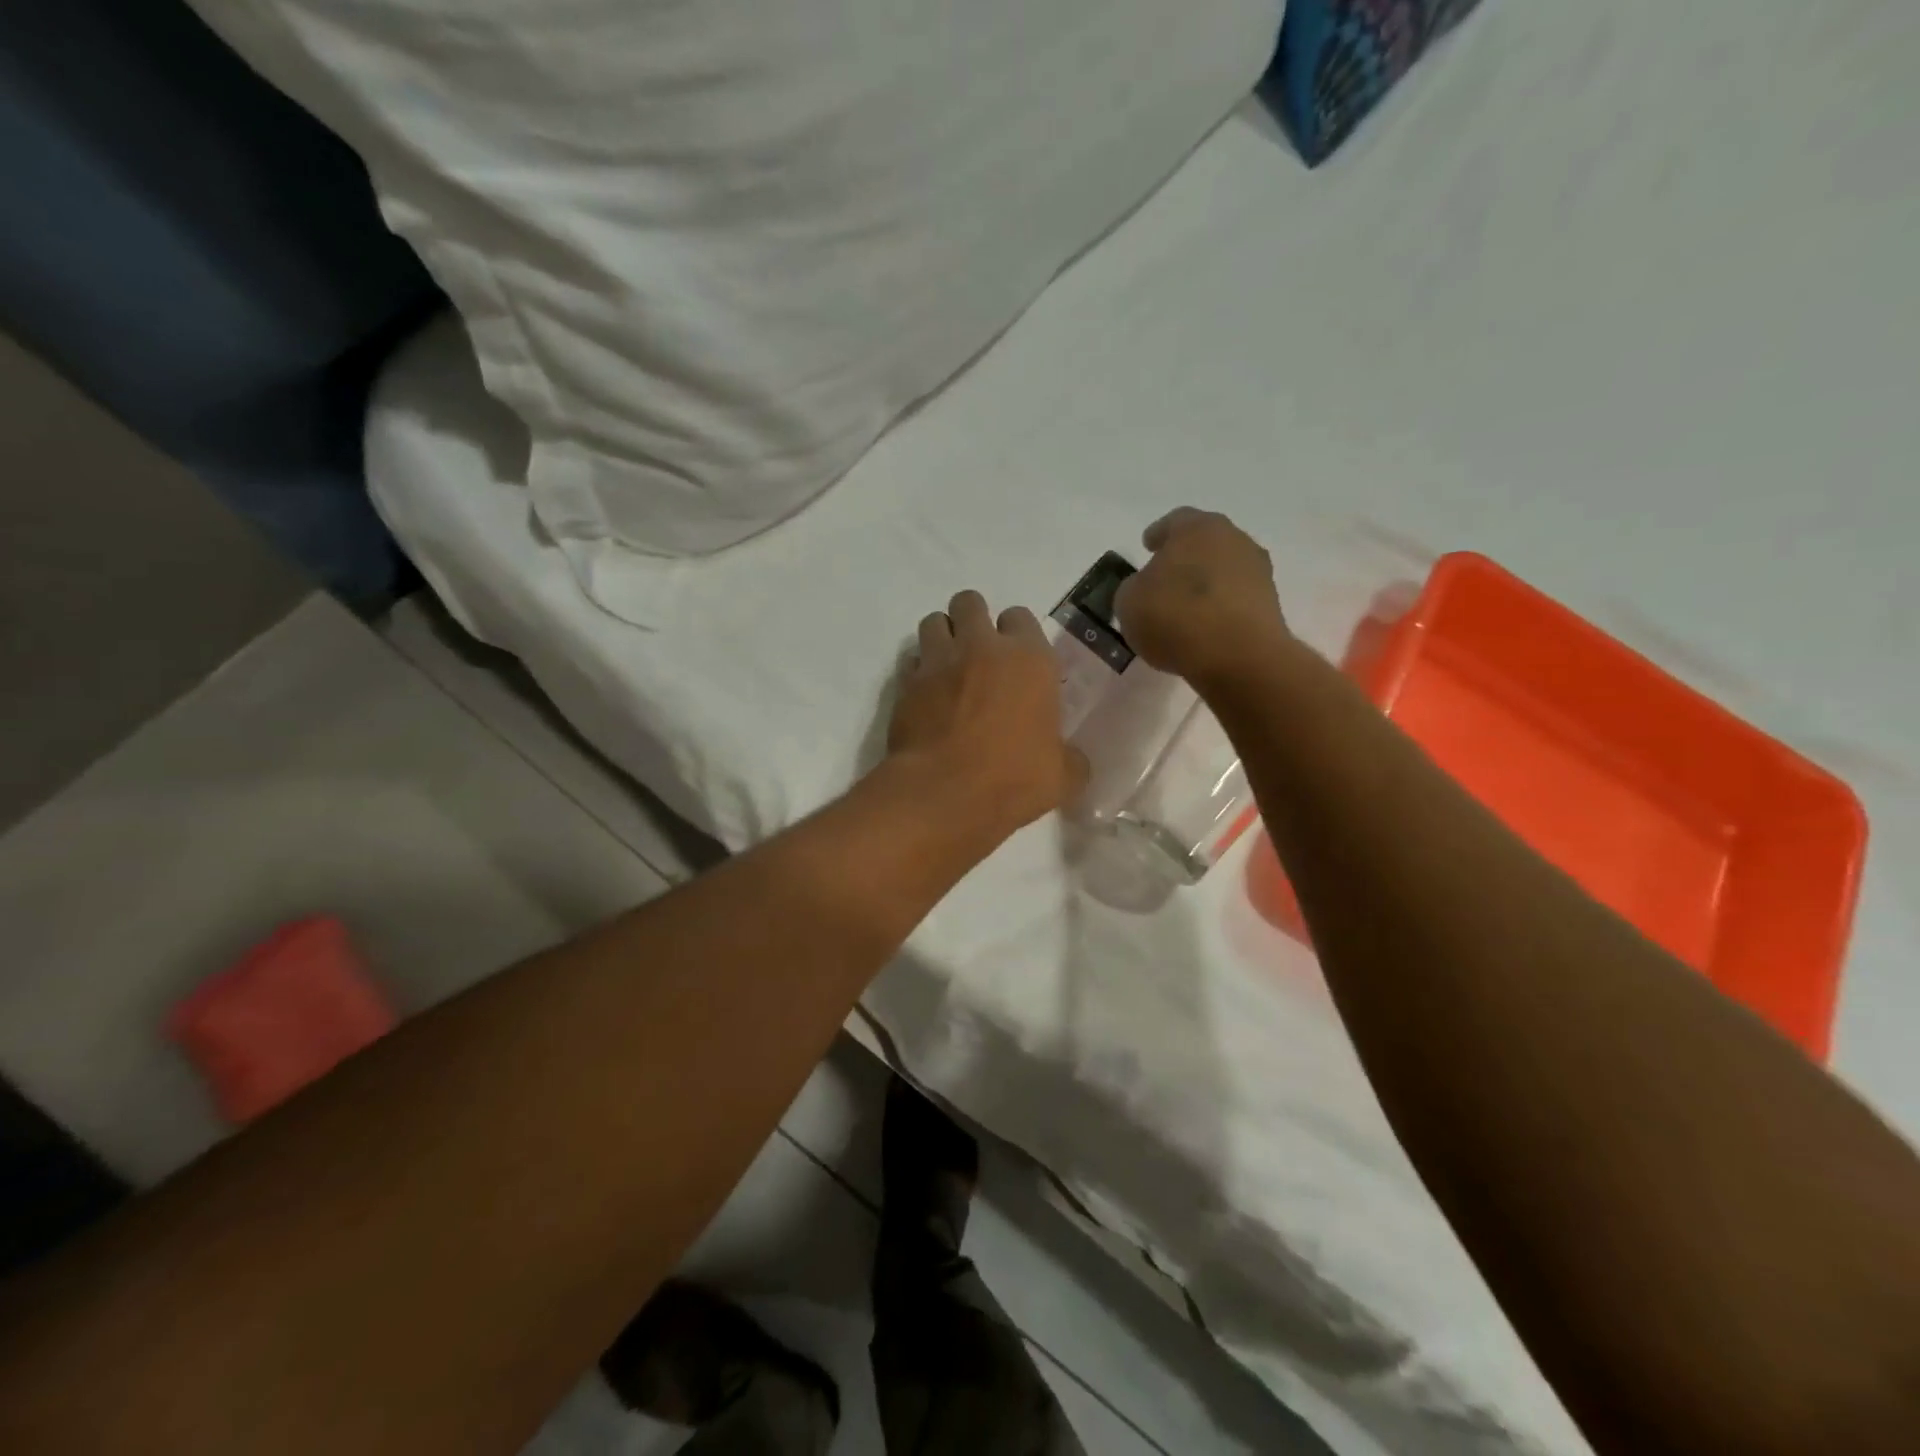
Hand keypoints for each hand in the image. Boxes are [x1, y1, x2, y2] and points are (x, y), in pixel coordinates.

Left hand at [889, 591, 1087, 838]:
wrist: (942, 795)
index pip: (1021, 616)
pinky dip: (918, 670)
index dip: (1018, 635)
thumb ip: (1069, 759)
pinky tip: (926, 695)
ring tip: (950, 668)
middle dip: (973, 620)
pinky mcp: (904, 684)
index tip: (1019, 663)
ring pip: (934, 621)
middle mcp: (981, 648)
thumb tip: (1072, 760)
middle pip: (971, 603)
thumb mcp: (1061, 778)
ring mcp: (938, 662)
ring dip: (943, 637)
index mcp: (1029, 660)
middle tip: (979, 654)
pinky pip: (911, 660)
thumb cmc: (1012, 781)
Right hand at [1114, 508, 1289, 686]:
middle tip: (1166, 577)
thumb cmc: (1175, 617)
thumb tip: (1144, 589)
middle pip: (1205, 542)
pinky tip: (1205, 627)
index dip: (1158, 534)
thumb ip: (1133, 588)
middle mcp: (1233, 539)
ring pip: (1224, 570)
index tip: (1147, 546)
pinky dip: (1221, 608)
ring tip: (1185, 609)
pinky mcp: (1270, 604)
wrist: (1237, 656)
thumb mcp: (1129, 602)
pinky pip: (1236, 599)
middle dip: (1185, 557)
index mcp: (1196, 528)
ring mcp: (1257, 571)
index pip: (1174, 521)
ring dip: (1206, 584)